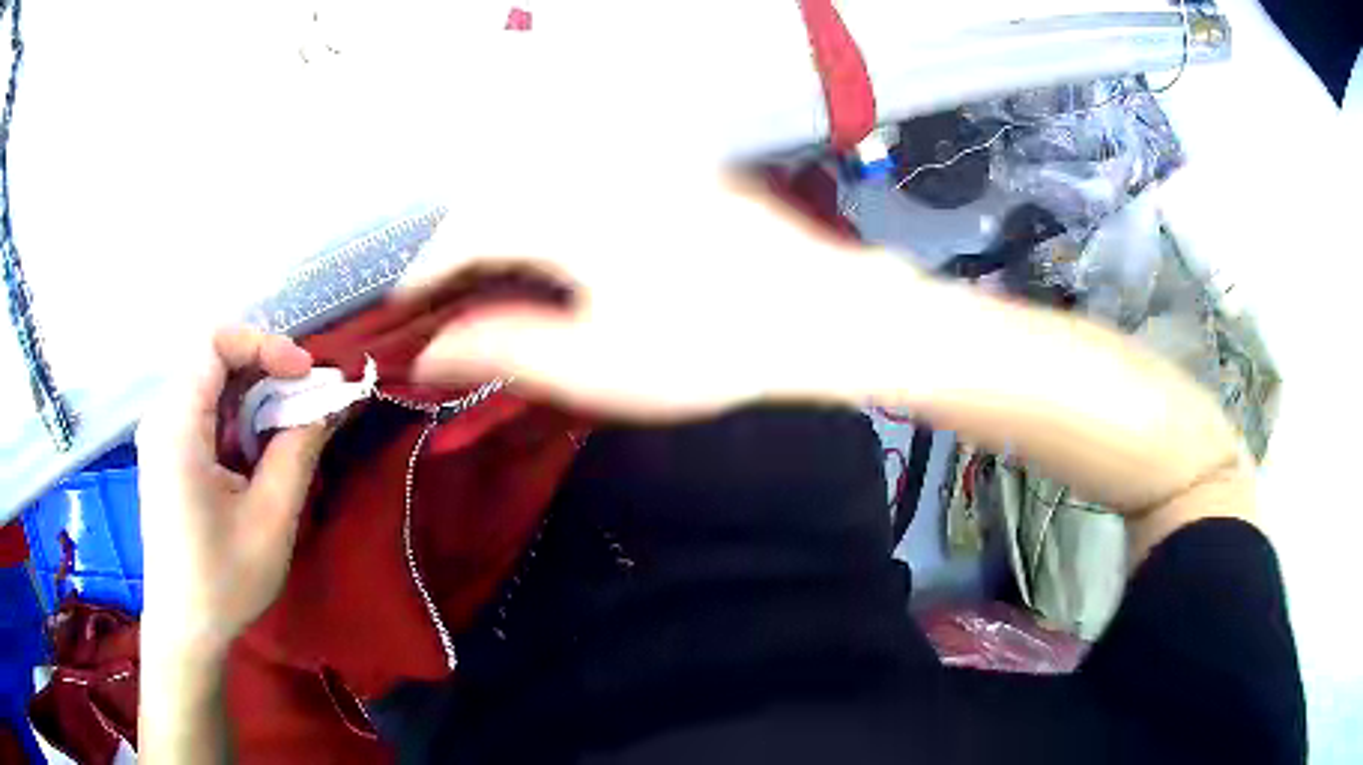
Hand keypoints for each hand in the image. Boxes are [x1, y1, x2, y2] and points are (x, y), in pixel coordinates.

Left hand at [136, 327, 334, 655]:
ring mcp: (161, 435)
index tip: (304, 374)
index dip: (264, 344)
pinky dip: (237, 420)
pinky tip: (257, 454)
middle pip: (214, 360)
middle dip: (265, 372)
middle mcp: (162, 417)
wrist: (185, 629)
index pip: (214, 342)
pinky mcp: (167, 454)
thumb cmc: (224, 581)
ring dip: (254, 398)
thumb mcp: (271, 519)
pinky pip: (204, 413)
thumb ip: (298, 450)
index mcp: (177, 426)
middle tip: (306, 402)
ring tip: (288, 430)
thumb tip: (330, 400)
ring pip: (211, 386)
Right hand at [404, 173, 908, 418]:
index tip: (406, 305)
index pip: (467, 233)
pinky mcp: (665, 165)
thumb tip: (429, 353)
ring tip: (488, 265)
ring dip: (498, 215)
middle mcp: (590, 168)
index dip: (428, 269)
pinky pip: (578, 168)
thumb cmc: (711, 345)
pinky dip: (545, 197)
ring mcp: (634, 160)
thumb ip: (505, 349)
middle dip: (459, 241)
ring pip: (534, 173)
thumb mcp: (599, 365)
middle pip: (494, 193)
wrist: (819, 310)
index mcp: (565, 214)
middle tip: (444, 292)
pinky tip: (551, 230)